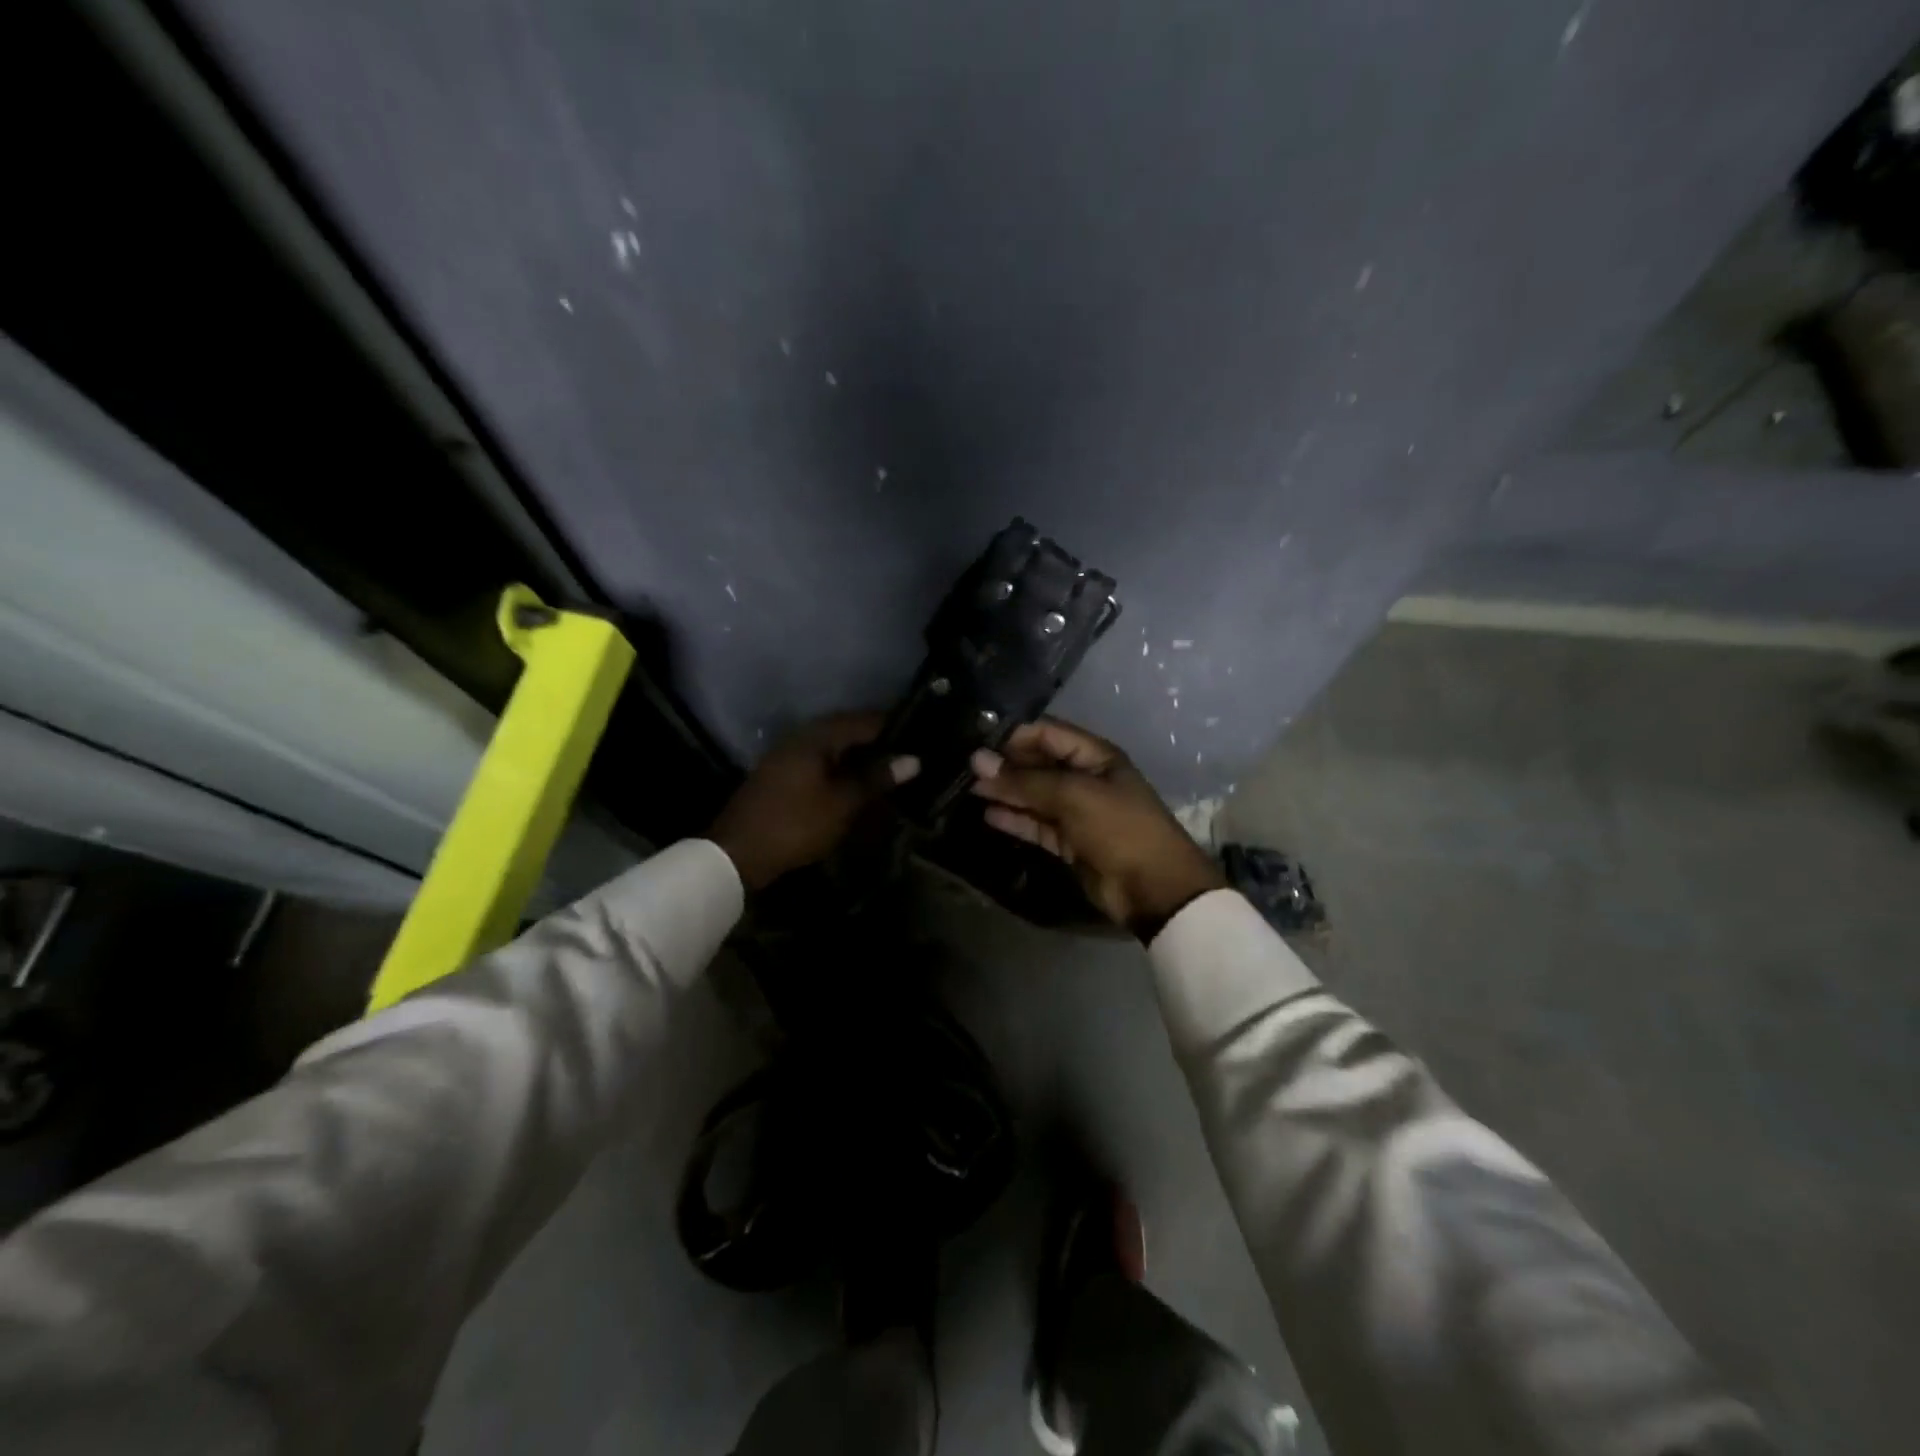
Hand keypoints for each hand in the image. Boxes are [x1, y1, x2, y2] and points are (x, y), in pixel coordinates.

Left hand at [708, 713, 919, 890]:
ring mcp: (787, 754)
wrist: (737, 853)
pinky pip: (820, 761)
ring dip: (859, 757)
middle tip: (909, 756)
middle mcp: (801, 737)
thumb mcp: (842, 803)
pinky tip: (856, 784)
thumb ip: (876, 778)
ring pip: (833, 747)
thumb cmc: (795, 824)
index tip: (921, 737)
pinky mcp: (781, 774)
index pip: (864, 721)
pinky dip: (841, 769)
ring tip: (888, 771)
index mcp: (817, 736)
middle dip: (878, 742)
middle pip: (848, 731)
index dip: (894, 728)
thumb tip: (914, 759)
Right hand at [970, 718, 1225, 939]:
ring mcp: (1077, 811)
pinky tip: (988, 814)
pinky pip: (1037, 824)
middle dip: (1005, 765)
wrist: (1154, 888)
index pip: (1047, 734)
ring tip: (968, 790)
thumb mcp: (1073, 796)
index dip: (1013, 735)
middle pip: (1038, 764)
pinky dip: (1015, 819)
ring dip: (1006, 792)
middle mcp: (1084, 778)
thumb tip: (978, 761)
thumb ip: (1025, 780)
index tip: (976, 740)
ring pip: (1034, 795)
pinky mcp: (1069, 842)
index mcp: (1095, 756)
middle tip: (964, 768)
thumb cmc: (1119, 828)